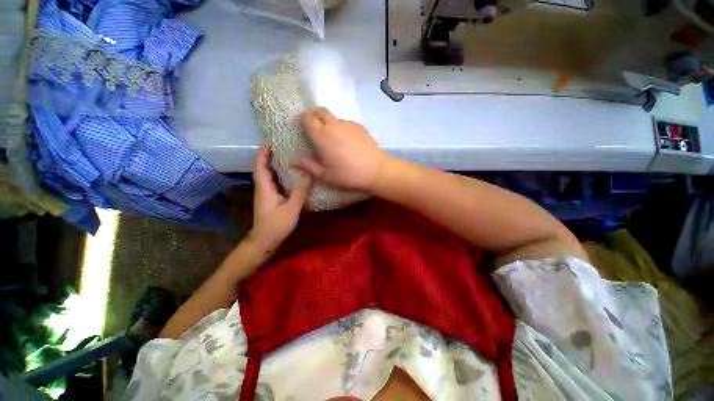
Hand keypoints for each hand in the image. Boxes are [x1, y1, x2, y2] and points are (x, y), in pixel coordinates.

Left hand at [250, 146, 312, 253]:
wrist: (264, 241)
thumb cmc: (276, 225)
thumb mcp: (292, 208)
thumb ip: (301, 191)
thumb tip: (310, 174)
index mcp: (265, 188)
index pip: (261, 166)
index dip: (263, 153)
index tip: (268, 142)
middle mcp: (263, 188)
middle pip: (263, 168)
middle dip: (268, 156)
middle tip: (280, 146)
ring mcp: (265, 194)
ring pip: (267, 175)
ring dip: (272, 164)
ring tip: (284, 156)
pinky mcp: (270, 199)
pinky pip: (272, 182)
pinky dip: (277, 174)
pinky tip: (287, 175)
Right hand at [294, 107, 386, 190]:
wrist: (375, 170)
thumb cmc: (347, 174)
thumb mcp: (325, 175)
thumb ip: (308, 166)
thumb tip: (294, 161)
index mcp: (321, 136)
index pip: (308, 118)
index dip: (304, 120)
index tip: (303, 126)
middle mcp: (333, 125)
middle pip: (320, 111)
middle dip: (314, 115)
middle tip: (316, 128)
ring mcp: (348, 123)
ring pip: (334, 118)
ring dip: (329, 124)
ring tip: (334, 140)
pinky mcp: (359, 126)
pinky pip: (346, 123)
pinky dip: (342, 128)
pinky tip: (348, 142)